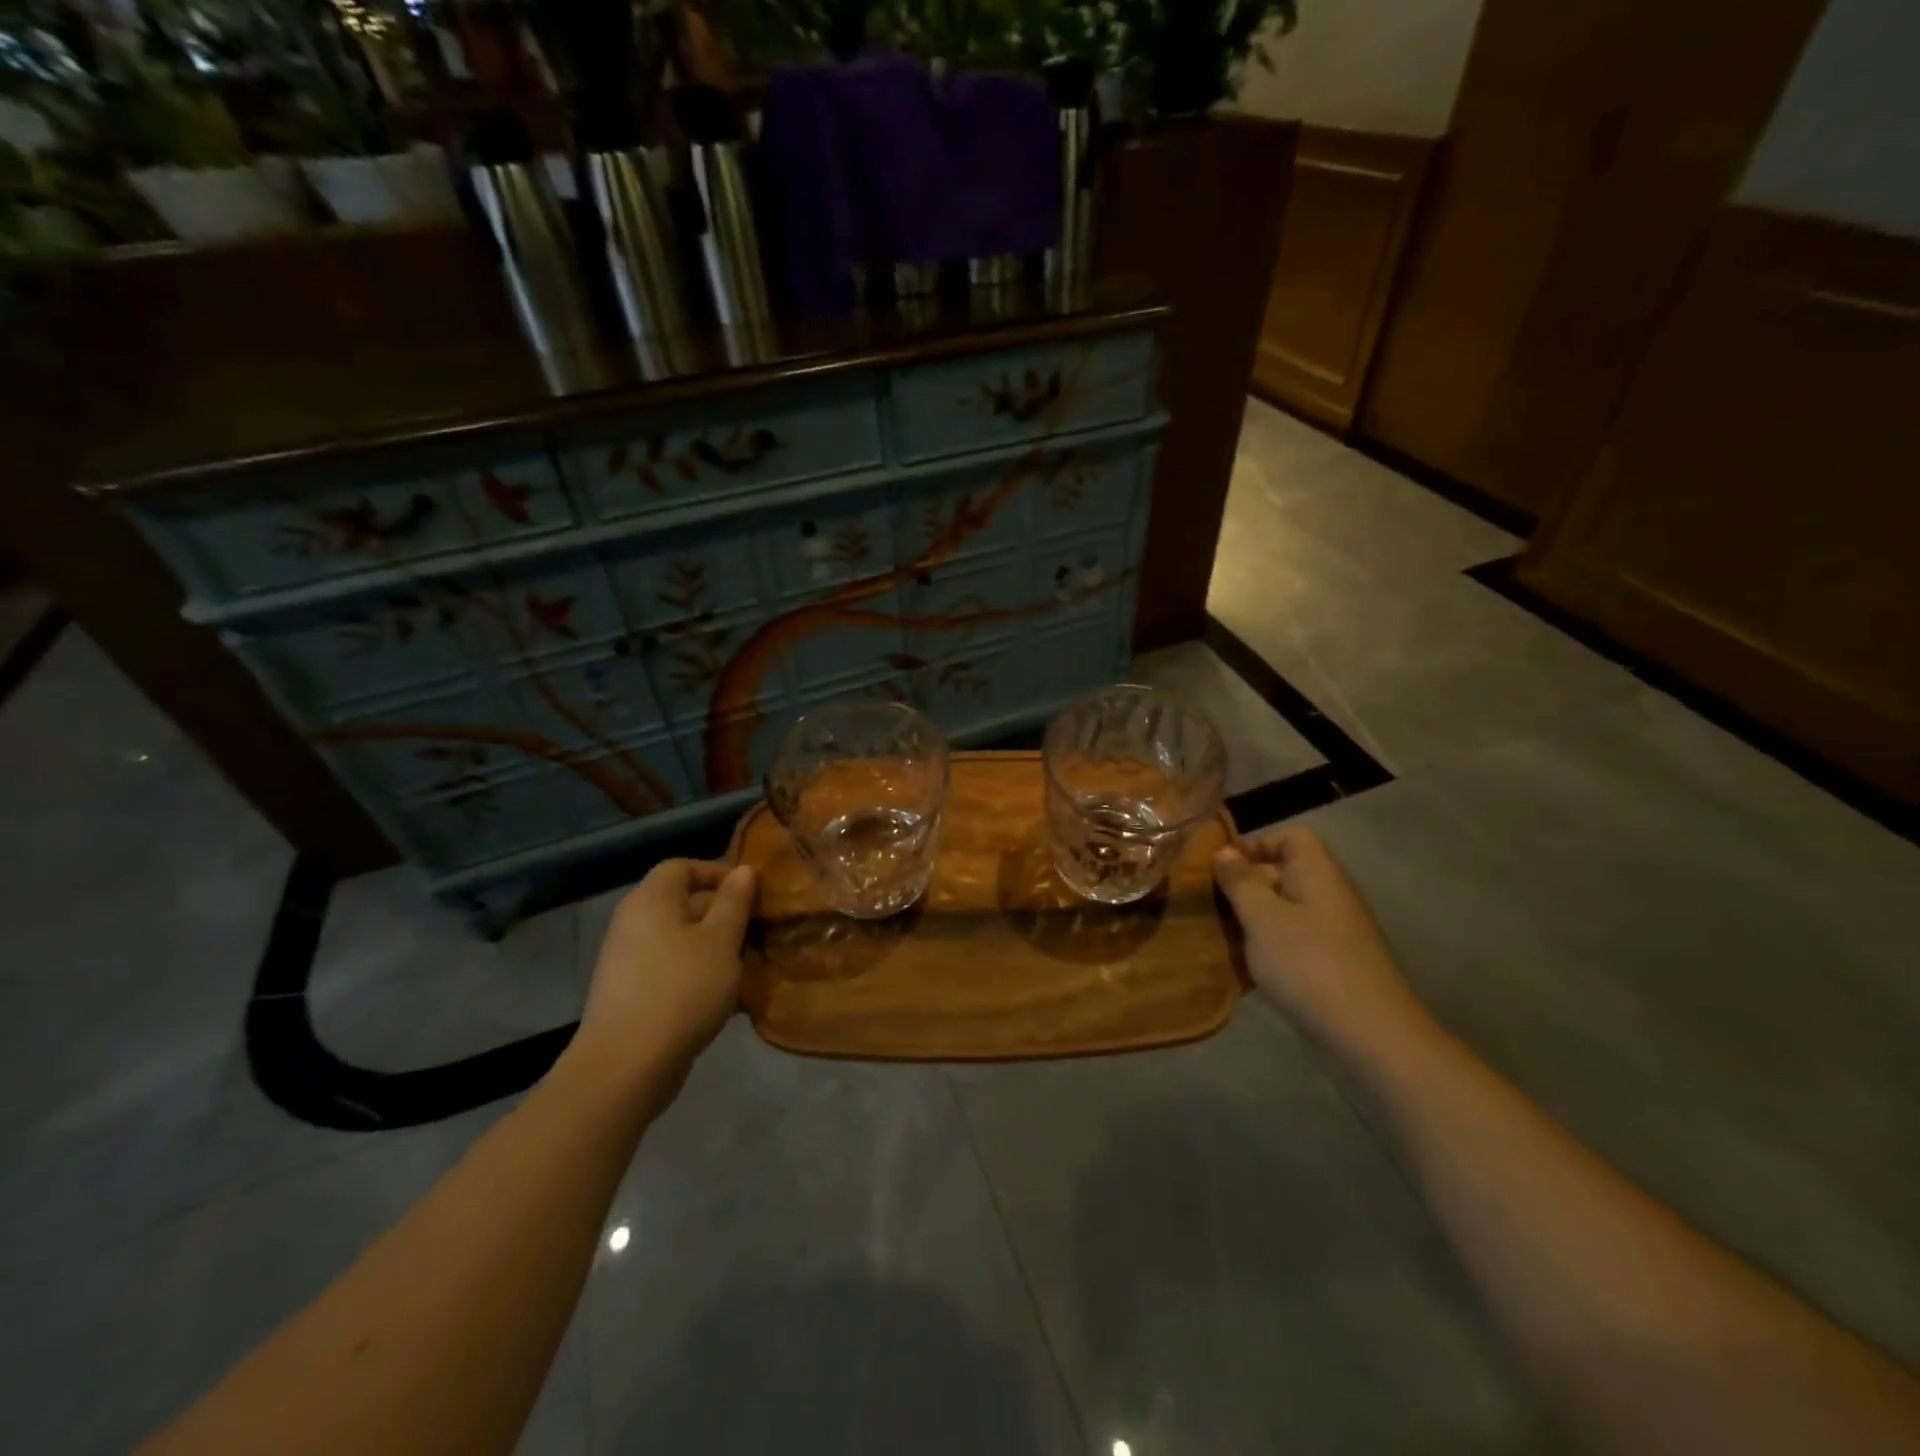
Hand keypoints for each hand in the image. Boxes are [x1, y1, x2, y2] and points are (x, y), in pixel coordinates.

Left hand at [571, 859, 756, 1094]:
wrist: (626, 1065)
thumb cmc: (682, 988)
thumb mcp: (721, 940)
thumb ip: (735, 902)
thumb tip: (744, 870)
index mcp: (651, 900)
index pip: (682, 866)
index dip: (717, 872)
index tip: (750, 893)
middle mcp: (633, 922)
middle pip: (681, 903)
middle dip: (722, 914)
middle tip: (755, 932)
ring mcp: (627, 960)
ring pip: (679, 940)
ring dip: (713, 949)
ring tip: (746, 967)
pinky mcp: (629, 994)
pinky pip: (670, 969)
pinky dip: (696, 975)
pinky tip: (724, 999)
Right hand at [1213, 827, 1430, 1056]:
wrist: (1370, 1036)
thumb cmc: (1308, 964)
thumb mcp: (1261, 917)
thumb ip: (1239, 881)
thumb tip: (1224, 851)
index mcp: (1318, 873)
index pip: (1290, 837)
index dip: (1255, 844)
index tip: (1222, 868)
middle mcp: (1330, 895)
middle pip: (1284, 873)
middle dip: (1246, 885)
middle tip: (1210, 904)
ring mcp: (1334, 932)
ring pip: (1285, 910)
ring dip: (1253, 920)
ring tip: (1221, 936)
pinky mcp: (1333, 964)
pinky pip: (1294, 941)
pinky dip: (1269, 948)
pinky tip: (1245, 968)